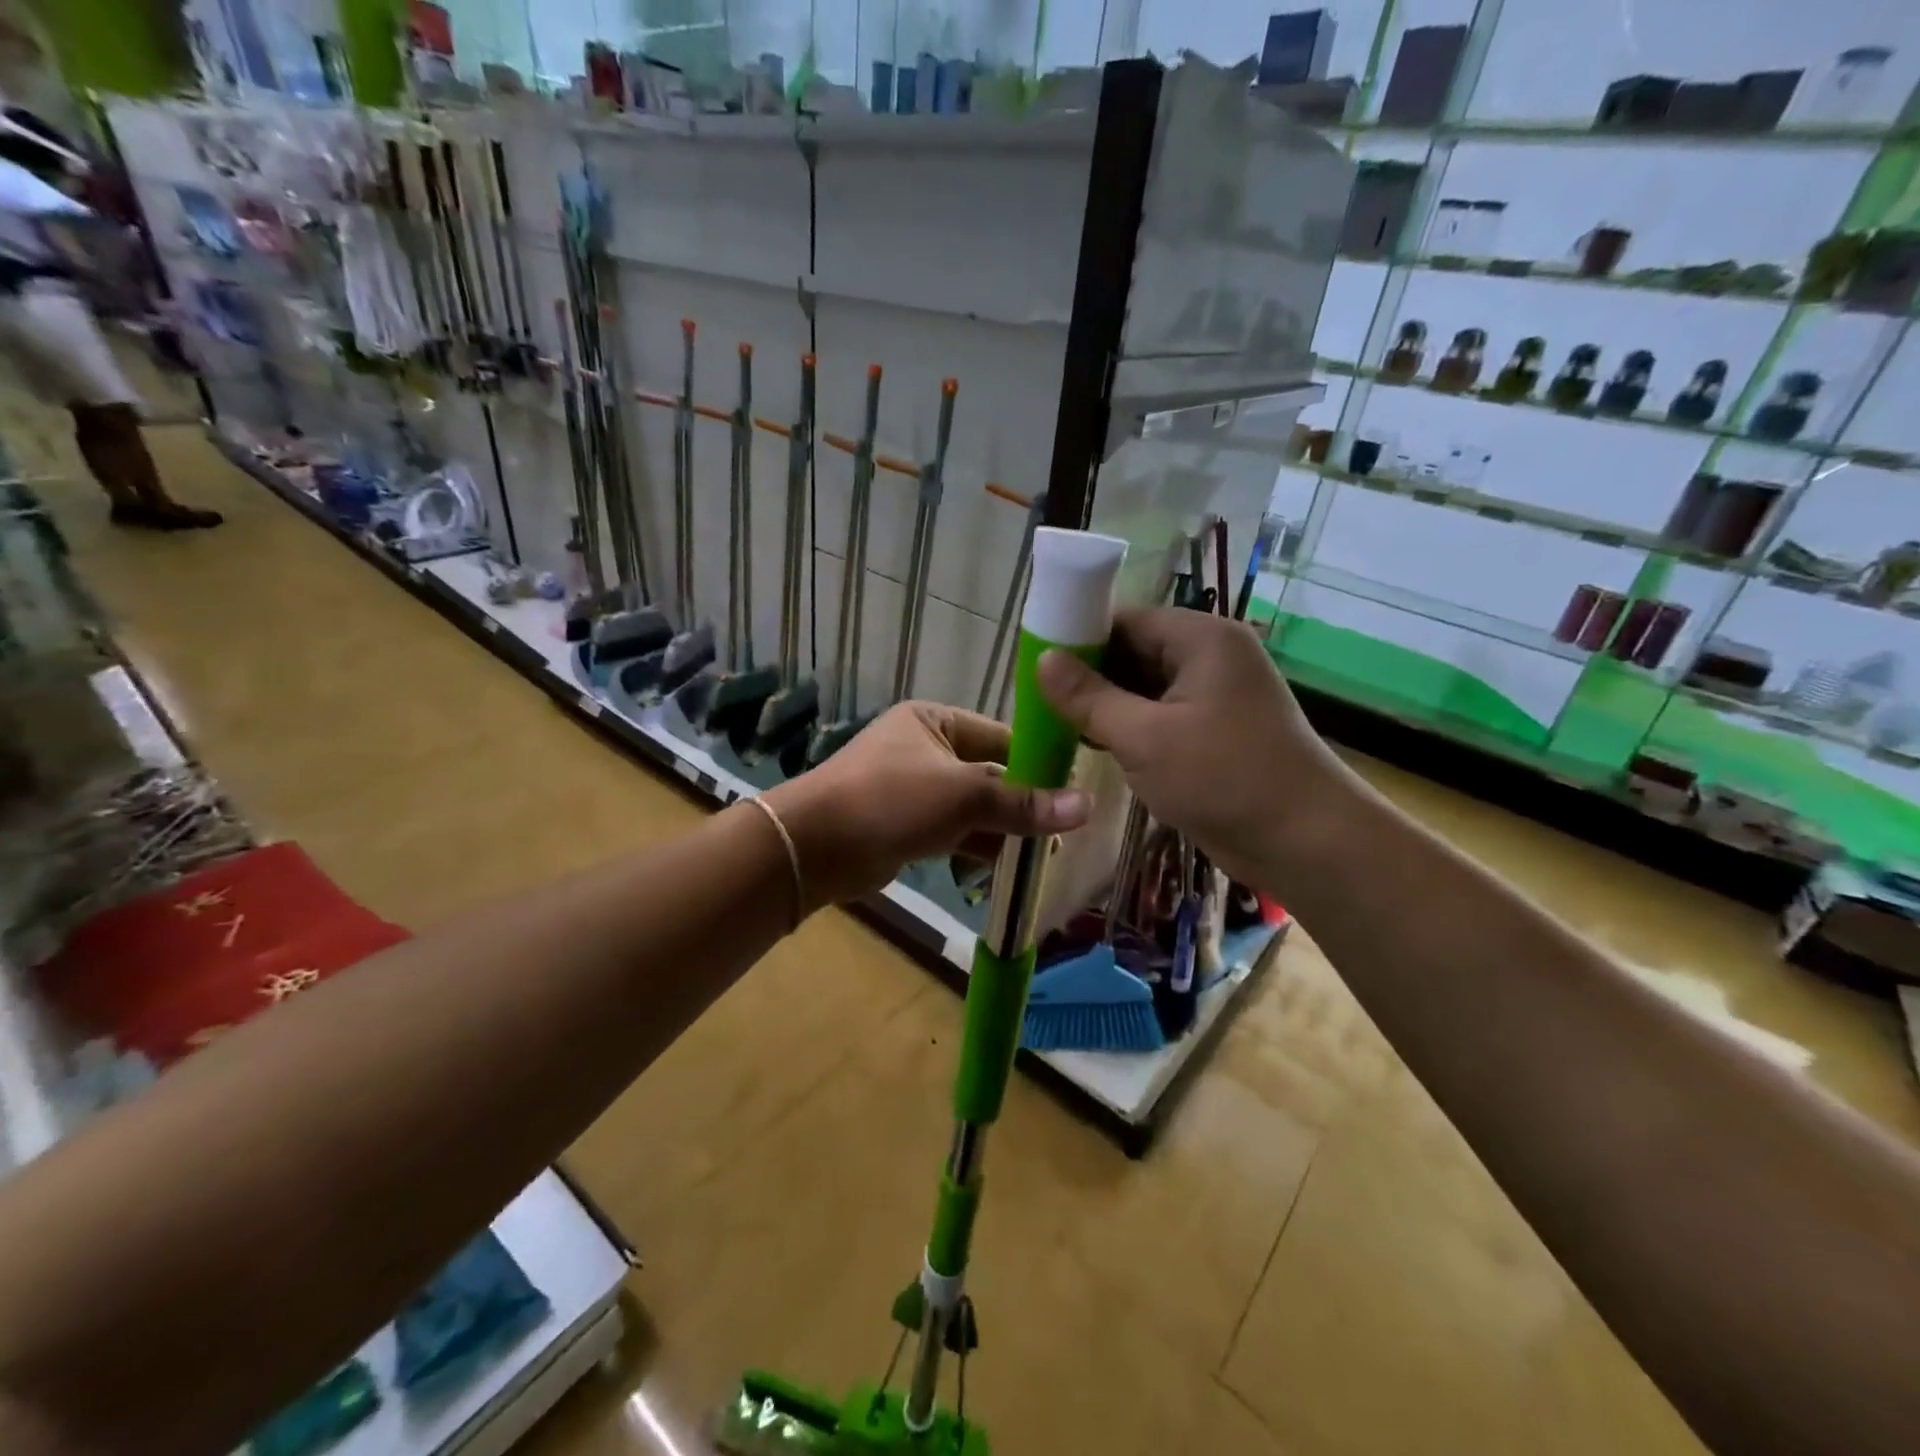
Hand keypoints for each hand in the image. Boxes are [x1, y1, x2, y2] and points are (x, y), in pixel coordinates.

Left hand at [765, 702, 1090, 908]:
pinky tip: (1011, 867)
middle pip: (989, 774)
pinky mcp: (905, 825)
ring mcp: (913, 789)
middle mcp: (924, 748)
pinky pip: (954, 831)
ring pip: (973, 807)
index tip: (1076, 788)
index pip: (1001, 736)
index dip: (1038, 762)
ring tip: (1047, 853)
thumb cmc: (891, 800)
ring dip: (1004, 829)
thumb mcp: (963, 795)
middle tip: (1066, 829)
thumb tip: (1086, 807)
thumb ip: (1023, 803)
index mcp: (935, 721)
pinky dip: (979, 846)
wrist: (814, 846)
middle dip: (1023, 802)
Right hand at [1037, 608, 1354, 888]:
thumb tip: (1043, 658)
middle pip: (1135, 650)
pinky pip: (1161, 714)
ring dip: (1106, 704)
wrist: (1305, 842)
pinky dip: (1130, 726)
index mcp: (1201, 638)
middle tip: (1039, 701)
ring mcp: (1215, 695)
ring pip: (1145, 686)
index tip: (1035, 665)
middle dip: (1089, 675)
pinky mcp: (1215, 730)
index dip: (1078, 638)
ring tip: (1055, 723)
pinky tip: (1094, 743)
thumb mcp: (1144, 737)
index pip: (1125, 619)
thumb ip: (1089, 697)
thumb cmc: (1223, 779)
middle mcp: (1210, 656)